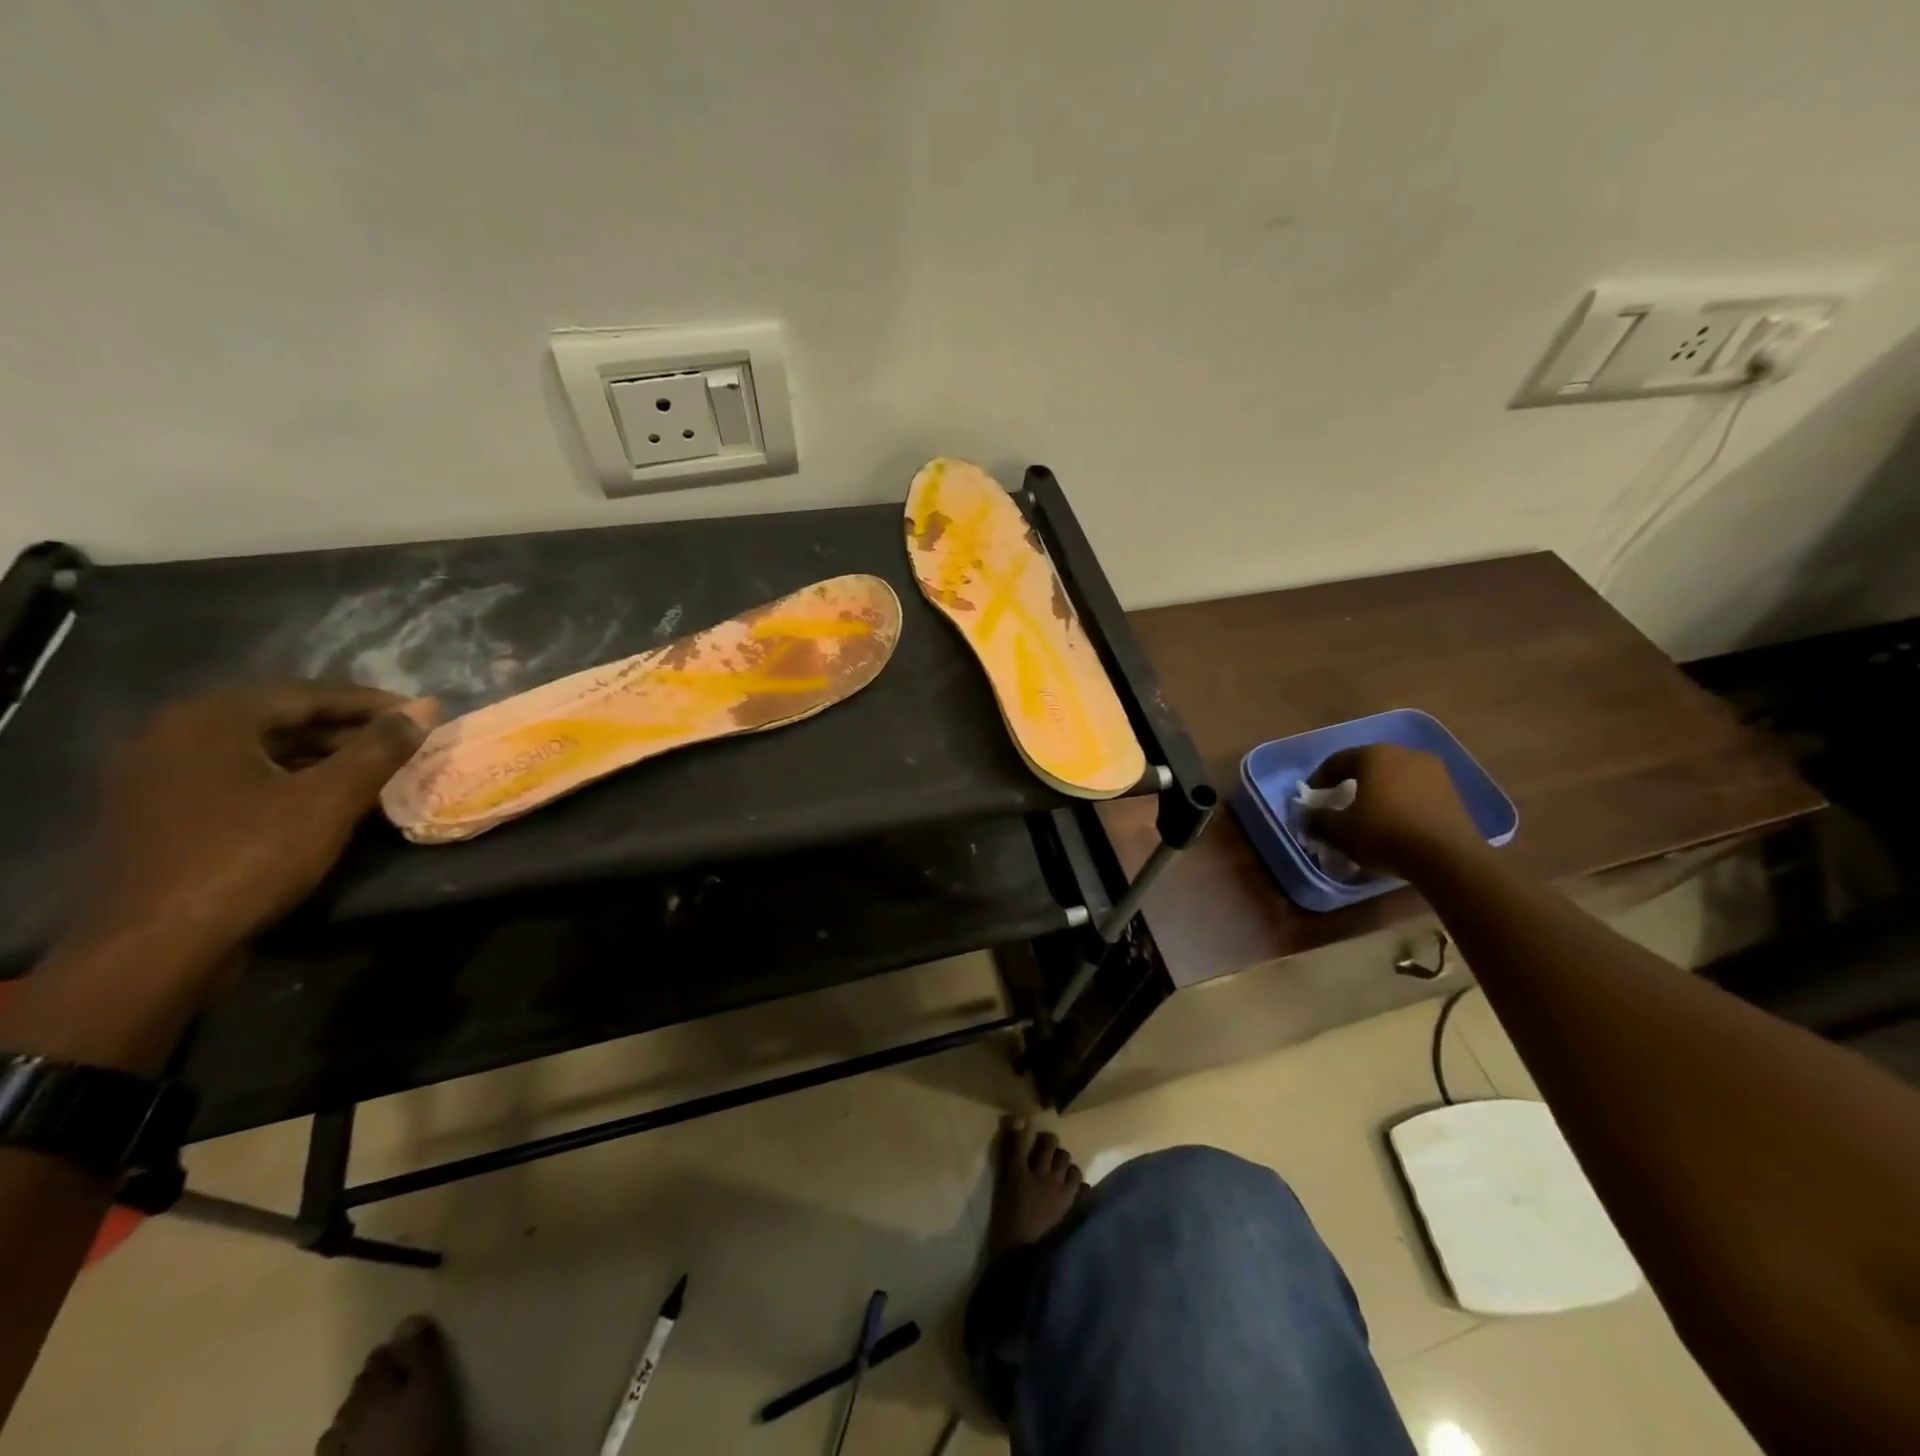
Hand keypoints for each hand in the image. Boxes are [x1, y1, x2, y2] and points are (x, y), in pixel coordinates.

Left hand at [75, 683, 437, 986]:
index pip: (307, 694)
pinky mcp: (159, 814)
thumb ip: (379, 749)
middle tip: (402, 742)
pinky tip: (322, 800)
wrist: (153, 948)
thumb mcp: (329, 800)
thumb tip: (425, 710)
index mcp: (210, 720)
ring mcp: (157, 777)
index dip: (372, 703)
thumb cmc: (248, 859)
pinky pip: (238, 779)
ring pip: (260, 751)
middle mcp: (173, 735)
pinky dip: (287, 780)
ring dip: (320, 756)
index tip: (422, 715)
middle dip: (347, 729)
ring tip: (373, 770)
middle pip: (280, 719)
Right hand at [1306, 744, 1485, 879]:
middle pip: (1369, 765)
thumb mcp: (1339, 831)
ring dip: (1379, 793)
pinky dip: (1401, 803)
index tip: (1313, 799)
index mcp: (1375, 755)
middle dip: (1351, 783)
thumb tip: (1306, 817)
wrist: (1448, 858)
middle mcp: (1405, 754)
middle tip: (1339, 804)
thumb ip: (1317, 820)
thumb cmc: (1385, 834)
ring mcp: (1434, 772)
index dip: (1320, 779)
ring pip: (1395, 778)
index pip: (1338, 760)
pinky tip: (1395, 824)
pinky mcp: (1453, 792)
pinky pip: (1416, 792)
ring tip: (1369, 816)